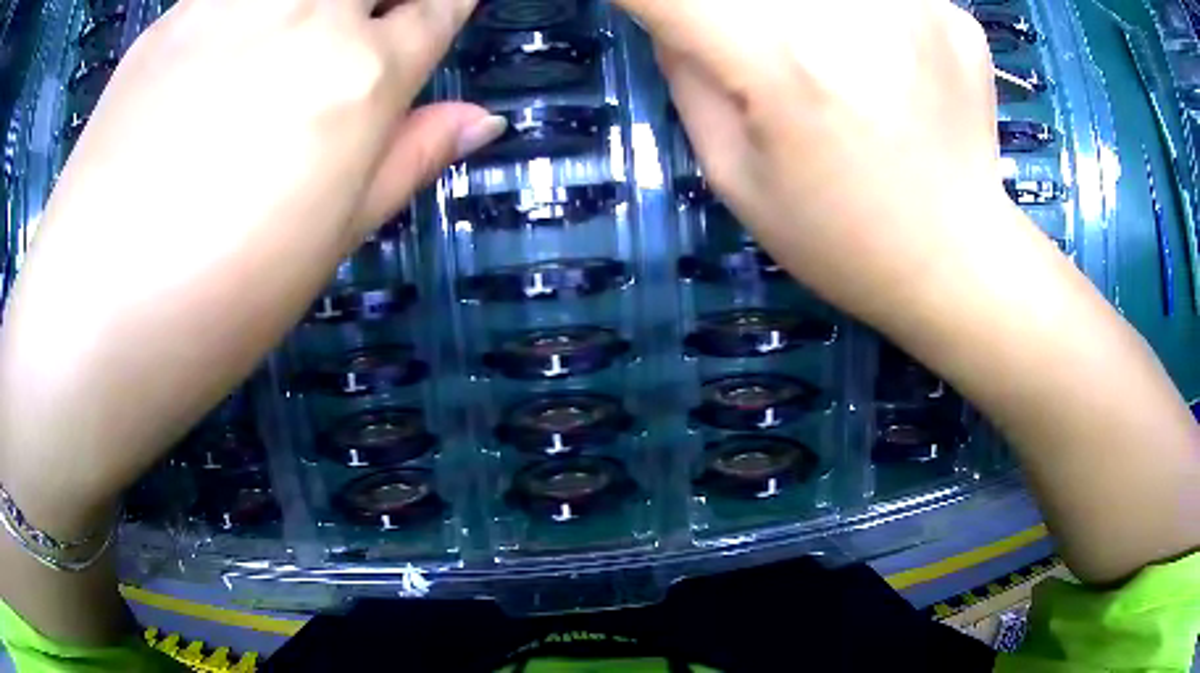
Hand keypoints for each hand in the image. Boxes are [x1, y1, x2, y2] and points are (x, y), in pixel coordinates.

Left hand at [0, 0, 501, 525]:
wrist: (92, 316)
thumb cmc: (220, 305)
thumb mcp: (330, 242)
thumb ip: (407, 160)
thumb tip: (483, 120)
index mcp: (359, 79)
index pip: (436, 7)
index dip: (449, 1)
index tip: (443, 6)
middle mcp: (306, 18)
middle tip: (366, 29)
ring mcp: (231, 5)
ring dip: (319, 2)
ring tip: (301, 37)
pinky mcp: (174, 15)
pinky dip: (252, 7)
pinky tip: (237, 42)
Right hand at [618, 0, 1015, 325]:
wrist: (957, 262)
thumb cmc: (840, 239)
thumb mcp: (734, 175)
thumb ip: (688, 75)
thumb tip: (676, 15)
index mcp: (781, 59)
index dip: (649, 2)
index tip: (662, 21)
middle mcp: (849, 11)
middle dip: (735, 16)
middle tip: (757, 55)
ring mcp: (913, 4)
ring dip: (800, 17)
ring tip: (827, 66)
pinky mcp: (950, 14)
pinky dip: (864, 17)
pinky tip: (884, 66)